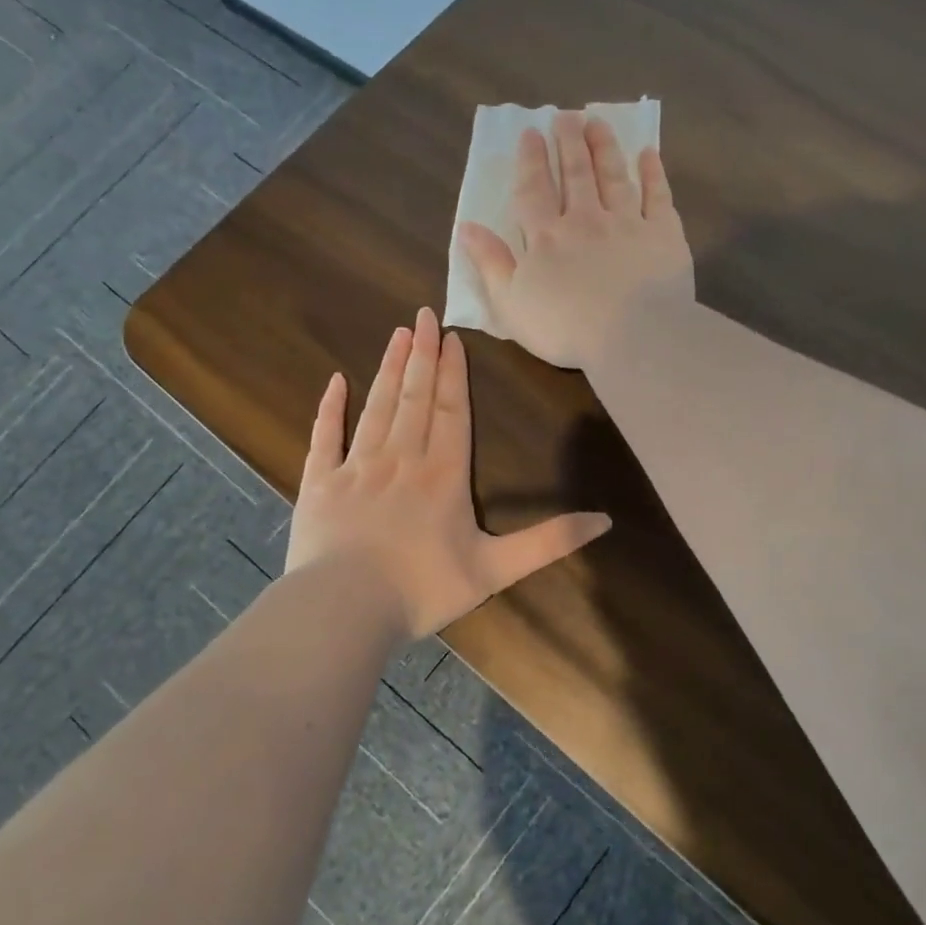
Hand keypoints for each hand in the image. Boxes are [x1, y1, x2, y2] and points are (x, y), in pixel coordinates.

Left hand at [285, 307, 611, 640]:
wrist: (345, 609)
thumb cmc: (423, 589)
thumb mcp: (496, 569)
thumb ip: (549, 542)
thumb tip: (605, 520)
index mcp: (443, 475)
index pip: (452, 412)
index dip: (453, 373)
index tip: (452, 338)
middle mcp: (401, 459)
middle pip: (415, 398)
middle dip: (422, 355)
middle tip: (423, 315)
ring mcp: (356, 467)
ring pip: (377, 407)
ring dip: (389, 369)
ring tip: (397, 334)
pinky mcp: (319, 483)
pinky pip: (325, 436)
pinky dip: (330, 408)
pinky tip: (336, 381)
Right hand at [458, 113, 694, 369]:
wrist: (632, 336)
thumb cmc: (564, 328)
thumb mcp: (511, 303)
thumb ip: (490, 263)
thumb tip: (467, 227)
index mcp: (546, 238)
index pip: (534, 191)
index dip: (530, 161)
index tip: (530, 133)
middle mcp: (586, 220)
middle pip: (575, 174)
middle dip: (568, 142)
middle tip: (566, 115)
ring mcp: (627, 224)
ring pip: (613, 176)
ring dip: (604, 147)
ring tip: (597, 121)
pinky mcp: (663, 235)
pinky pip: (657, 196)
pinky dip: (653, 174)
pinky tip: (648, 155)